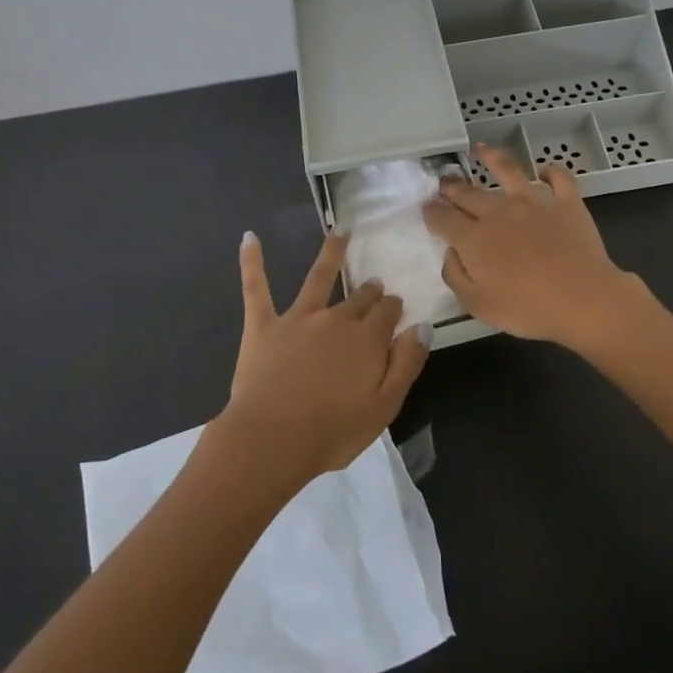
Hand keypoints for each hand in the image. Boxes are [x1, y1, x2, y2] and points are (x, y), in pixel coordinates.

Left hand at [222, 229, 428, 484]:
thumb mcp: (384, 407)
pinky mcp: (263, 326)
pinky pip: (256, 288)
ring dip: (331, 253)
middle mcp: (335, 319)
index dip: (393, 308)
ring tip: (340, 232)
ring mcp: (297, 319)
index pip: (387, 312)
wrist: (272, 440)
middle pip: (358, 298)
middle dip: (370, 290)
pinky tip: (249, 237)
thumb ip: (407, 364)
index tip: (396, 307)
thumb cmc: (332, 432)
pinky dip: (252, 261)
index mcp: (366, 340)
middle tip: (374, 285)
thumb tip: (423, 326)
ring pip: (317, 278)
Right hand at [422, 145, 637, 347]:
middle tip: (445, 182)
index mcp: (474, 238)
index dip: (431, 212)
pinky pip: (559, 179)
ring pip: (509, 171)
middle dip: (452, 187)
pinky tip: (545, 170)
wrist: (583, 299)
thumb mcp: (477, 305)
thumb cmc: (527, 308)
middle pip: (469, 194)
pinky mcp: (566, 203)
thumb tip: (450, 253)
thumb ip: (456, 276)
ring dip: (493, 158)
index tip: (426, 208)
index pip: (443, 218)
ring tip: (482, 149)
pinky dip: (552, 171)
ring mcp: (534, 203)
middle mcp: (499, 212)